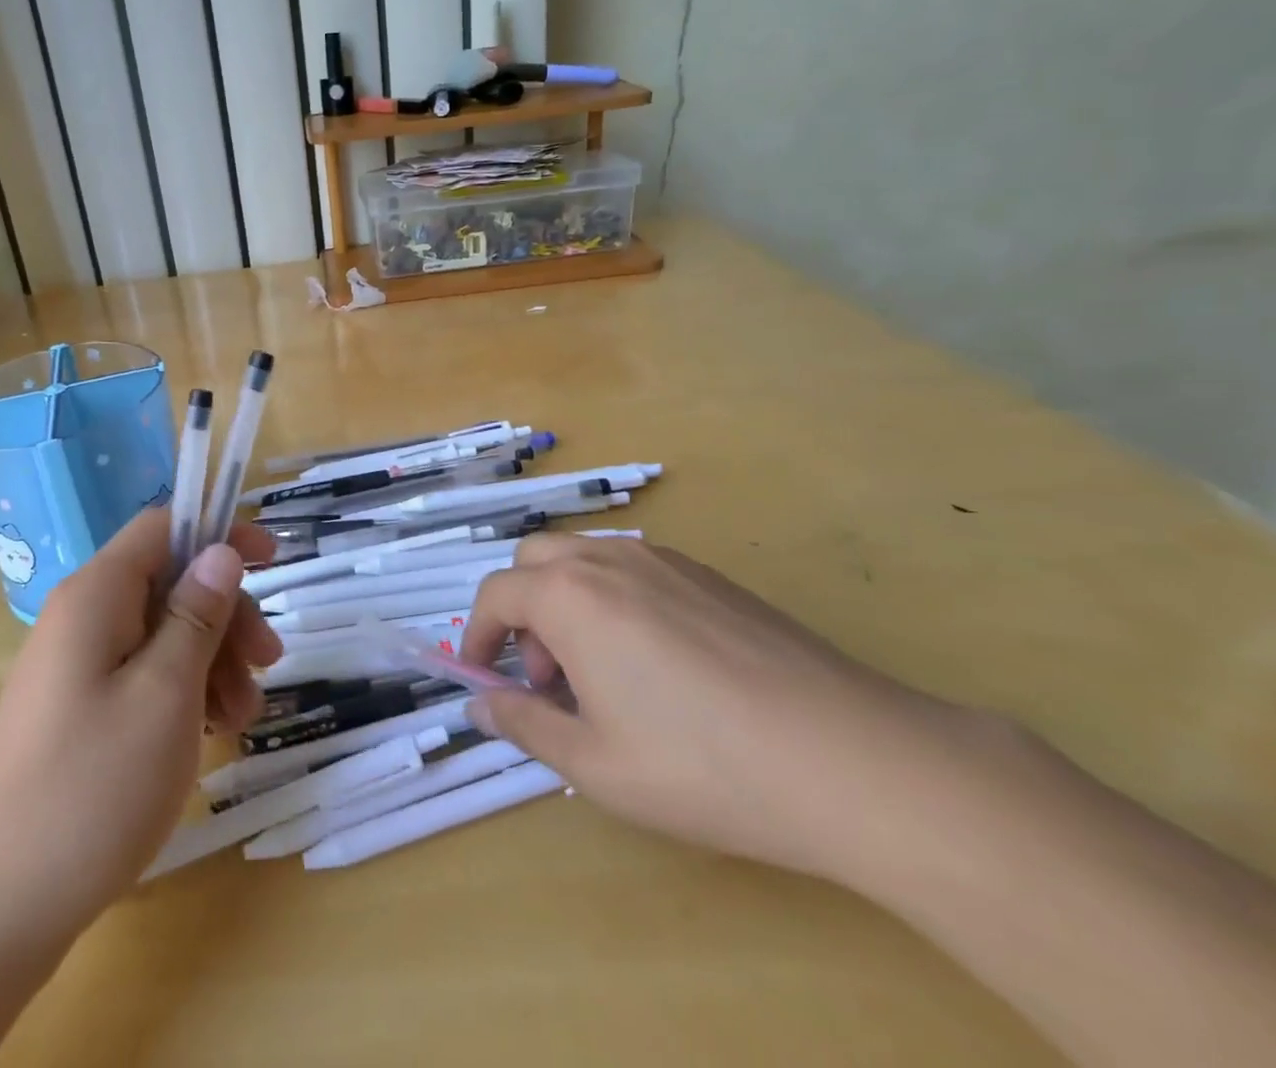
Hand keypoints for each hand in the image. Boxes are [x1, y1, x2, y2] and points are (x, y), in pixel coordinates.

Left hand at [0, 510, 281, 941]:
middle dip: (226, 615)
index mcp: (96, 594)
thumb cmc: (91, 787)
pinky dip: (185, 692)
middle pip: (170, 582)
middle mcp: (83, 617)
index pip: (163, 526)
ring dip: (213, 661)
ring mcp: (78, 666)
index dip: (220, 531)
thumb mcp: (166, 692)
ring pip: (163, 632)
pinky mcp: (79, 709)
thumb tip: (221, 551)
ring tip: (241, 718)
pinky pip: (144, 675)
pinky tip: (210, 733)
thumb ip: (197, 614)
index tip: (273, 559)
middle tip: (269, 663)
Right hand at [460, 533, 967, 881]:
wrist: (850, 758)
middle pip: (535, 561)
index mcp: (570, 596)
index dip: (476, 636)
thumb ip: (524, 724)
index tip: (482, 680)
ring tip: (601, 673)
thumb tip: (478, 705)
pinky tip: (658, 663)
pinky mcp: (709, 575)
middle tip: (547, 677)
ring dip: (566, 601)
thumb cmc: (703, 767)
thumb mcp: (594, 764)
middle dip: (522, 611)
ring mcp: (663, 561)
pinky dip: (613, 599)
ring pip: (584, 559)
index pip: (496, 595)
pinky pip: (633, 569)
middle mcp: (608, 561)